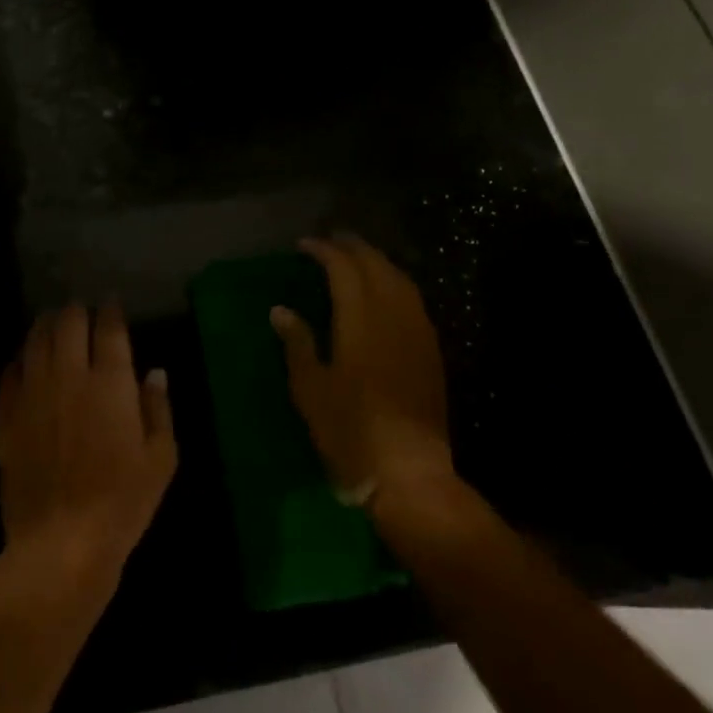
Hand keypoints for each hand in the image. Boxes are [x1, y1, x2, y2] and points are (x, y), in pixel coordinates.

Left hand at [0, 302, 177, 582]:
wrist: (61, 542)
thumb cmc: (123, 501)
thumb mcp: (161, 457)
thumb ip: (158, 408)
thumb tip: (154, 373)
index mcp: (111, 382)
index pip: (108, 328)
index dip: (111, 310)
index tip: (113, 304)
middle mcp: (69, 376)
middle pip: (68, 322)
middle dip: (77, 310)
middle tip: (83, 311)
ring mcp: (33, 394)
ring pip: (35, 340)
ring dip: (46, 326)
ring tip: (53, 324)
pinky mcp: (7, 416)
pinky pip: (9, 373)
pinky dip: (20, 360)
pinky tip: (25, 363)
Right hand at [270, 234, 454, 504]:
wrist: (409, 472)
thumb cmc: (350, 432)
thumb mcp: (310, 390)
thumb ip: (298, 343)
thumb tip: (280, 310)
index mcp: (360, 321)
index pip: (344, 269)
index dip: (324, 251)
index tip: (305, 244)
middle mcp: (393, 316)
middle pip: (376, 266)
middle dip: (354, 247)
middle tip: (332, 239)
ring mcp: (418, 332)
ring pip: (400, 279)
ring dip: (377, 261)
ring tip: (358, 257)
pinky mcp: (431, 351)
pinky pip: (414, 300)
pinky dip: (396, 282)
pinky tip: (387, 290)